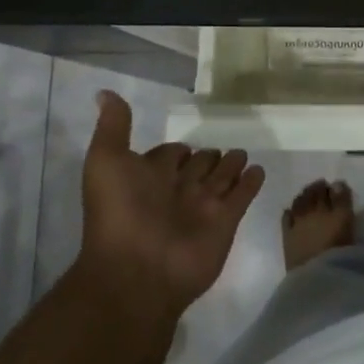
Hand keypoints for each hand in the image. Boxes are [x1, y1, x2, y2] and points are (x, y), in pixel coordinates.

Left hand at [78, 91, 265, 317]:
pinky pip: (242, 195)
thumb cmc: (119, 214)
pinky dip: (251, 182)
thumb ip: (114, 128)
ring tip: (242, 153)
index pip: (168, 155)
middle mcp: (176, 190)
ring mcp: (203, 206)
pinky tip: (259, 170)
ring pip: (221, 178)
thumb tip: (105, 92)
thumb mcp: (106, 163)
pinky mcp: (226, 221)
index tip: (185, 144)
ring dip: (231, 165)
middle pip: (198, 166)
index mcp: (148, 177)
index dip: (176, 150)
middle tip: (221, 147)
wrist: (137, 271)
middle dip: (208, 156)